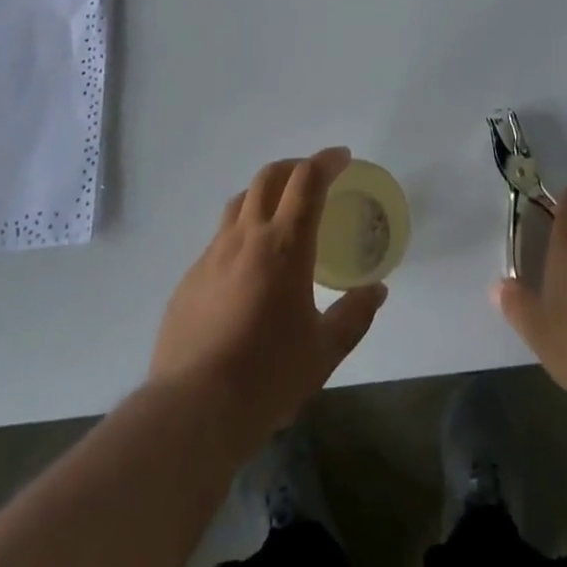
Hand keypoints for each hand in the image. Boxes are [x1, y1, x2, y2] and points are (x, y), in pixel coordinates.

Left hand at [150, 148, 387, 450]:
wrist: (192, 408)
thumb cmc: (267, 377)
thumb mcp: (324, 352)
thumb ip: (354, 315)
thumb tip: (376, 290)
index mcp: (284, 246)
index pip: (307, 180)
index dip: (327, 161)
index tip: (342, 157)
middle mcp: (246, 237)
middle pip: (269, 177)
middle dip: (295, 166)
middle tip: (314, 177)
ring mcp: (212, 254)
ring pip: (239, 201)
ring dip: (264, 193)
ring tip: (280, 212)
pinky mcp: (190, 278)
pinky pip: (219, 239)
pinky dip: (241, 233)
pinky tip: (248, 268)